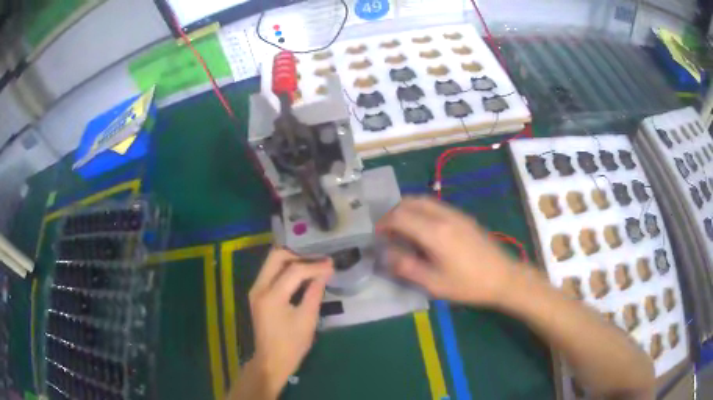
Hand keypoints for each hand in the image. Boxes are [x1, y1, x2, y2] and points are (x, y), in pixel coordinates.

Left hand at [247, 248, 333, 396]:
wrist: (271, 361)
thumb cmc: (292, 344)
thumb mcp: (307, 320)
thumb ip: (315, 292)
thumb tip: (325, 272)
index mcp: (271, 296)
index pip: (294, 271)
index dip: (314, 266)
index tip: (331, 264)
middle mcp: (259, 288)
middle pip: (276, 257)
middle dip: (299, 255)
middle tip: (318, 261)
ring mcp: (255, 290)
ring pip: (272, 262)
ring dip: (292, 260)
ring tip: (313, 265)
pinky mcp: (257, 294)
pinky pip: (271, 272)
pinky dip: (286, 269)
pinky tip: (301, 275)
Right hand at [377, 197, 521, 306]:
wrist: (503, 277)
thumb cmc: (468, 284)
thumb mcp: (434, 283)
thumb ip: (406, 267)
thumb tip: (386, 255)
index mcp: (434, 232)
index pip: (399, 216)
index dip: (383, 224)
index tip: (377, 237)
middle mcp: (444, 216)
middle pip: (410, 201)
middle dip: (394, 213)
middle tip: (388, 232)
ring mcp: (456, 214)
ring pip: (424, 200)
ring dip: (408, 210)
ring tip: (403, 231)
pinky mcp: (464, 217)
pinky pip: (435, 206)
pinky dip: (421, 212)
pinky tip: (424, 231)